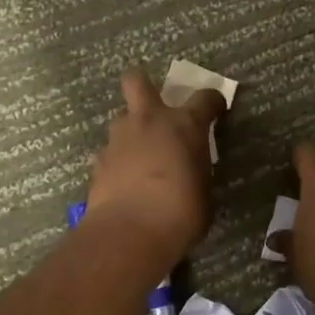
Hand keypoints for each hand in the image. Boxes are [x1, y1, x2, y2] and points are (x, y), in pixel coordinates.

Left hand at [86, 67, 226, 260]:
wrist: (130, 234)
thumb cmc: (182, 212)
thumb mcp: (204, 188)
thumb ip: (197, 169)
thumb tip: (192, 172)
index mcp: (185, 124)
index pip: (205, 98)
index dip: (213, 102)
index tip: (216, 110)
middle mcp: (150, 121)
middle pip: (137, 81)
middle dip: (143, 85)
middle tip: (154, 106)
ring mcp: (119, 139)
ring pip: (122, 119)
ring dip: (132, 131)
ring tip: (140, 156)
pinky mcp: (98, 162)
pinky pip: (111, 152)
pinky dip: (118, 162)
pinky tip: (123, 182)